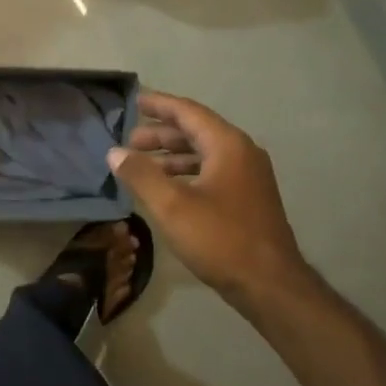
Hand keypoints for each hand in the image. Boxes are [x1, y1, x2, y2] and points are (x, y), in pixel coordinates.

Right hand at [108, 92, 318, 319]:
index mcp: (227, 145)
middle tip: (129, 140)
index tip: (135, 100)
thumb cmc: (220, 239)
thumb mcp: (172, 206)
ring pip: (204, 153)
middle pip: (197, 130)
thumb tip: (115, 152)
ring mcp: (249, 176)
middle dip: (161, 133)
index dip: (159, 105)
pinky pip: (213, 171)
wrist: (270, 285)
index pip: (188, 112)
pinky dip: (187, 172)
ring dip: (172, 155)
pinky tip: (168, 188)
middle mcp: (242, 152)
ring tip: (142, 164)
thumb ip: (140, 174)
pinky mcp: (249, 197)